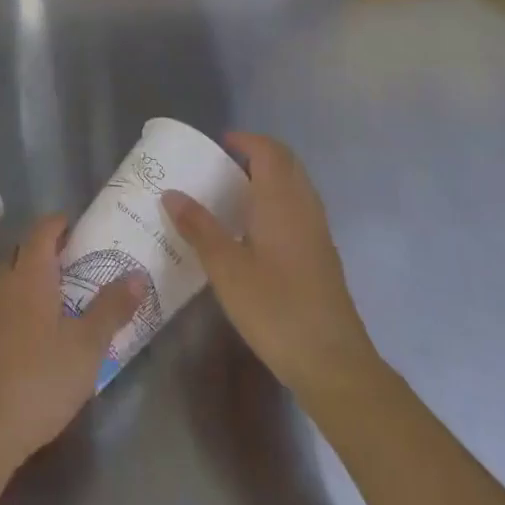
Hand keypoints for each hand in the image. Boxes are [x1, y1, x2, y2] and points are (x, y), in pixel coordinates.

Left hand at [0, 215, 144, 474]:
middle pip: (21, 252)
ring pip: (8, 279)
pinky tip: (35, 332)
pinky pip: (0, 306)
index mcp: (29, 276)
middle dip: (45, 249)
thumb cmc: (40, 379)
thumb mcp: (87, 346)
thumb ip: (111, 308)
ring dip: (30, 277)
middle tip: (75, 260)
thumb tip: (137, 274)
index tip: (77, 224)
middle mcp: (3, 285)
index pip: (41, 232)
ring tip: (60, 295)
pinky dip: (19, 304)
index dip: (58, 223)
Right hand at [162, 132, 378, 396]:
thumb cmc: (276, 308)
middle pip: (286, 165)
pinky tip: (254, 230)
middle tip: (223, 164)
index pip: (269, 152)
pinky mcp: (322, 257)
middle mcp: (304, 209)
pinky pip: (299, 210)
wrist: (333, 363)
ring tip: (233, 193)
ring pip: (295, 188)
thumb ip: (199, 228)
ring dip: (269, 179)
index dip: (246, 140)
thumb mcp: (226, 269)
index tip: (219, 142)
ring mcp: (317, 233)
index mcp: (282, 202)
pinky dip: (277, 202)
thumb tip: (171, 193)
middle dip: (258, 155)